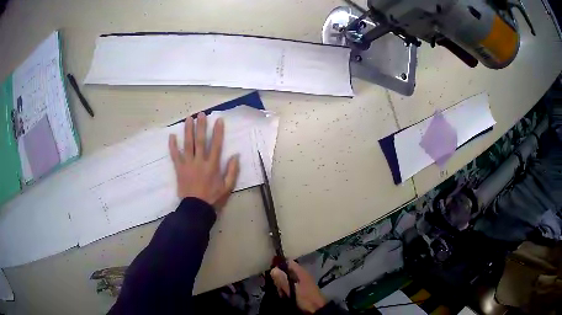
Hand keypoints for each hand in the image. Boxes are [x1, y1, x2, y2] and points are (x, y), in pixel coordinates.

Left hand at [168, 112, 239, 211]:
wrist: (196, 209)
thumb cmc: (213, 198)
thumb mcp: (228, 187)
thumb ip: (232, 171)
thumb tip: (235, 156)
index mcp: (212, 166)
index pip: (216, 145)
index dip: (218, 132)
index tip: (218, 120)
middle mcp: (199, 162)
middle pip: (200, 141)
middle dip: (201, 126)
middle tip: (201, 114)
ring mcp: (188, 164)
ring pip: (187, 145)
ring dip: (187, 131)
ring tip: (188, 118)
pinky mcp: (179, 169)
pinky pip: (174, 156)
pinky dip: (172, 146)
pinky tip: (171, 136)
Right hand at [271, 261, 326, 313]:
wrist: (316, 310)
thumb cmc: (305, 299)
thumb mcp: (292, 290)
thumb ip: (283, 280)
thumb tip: (273, 269)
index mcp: (300, 272)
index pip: (288, 262)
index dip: (278, 263)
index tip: (269, 269)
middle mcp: (301, 274)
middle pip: (286, 270)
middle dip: (278, 276)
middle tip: (273, 283)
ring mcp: (301, 281)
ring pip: (286, 278)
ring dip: (281, 283)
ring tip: (278, 291)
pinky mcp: (300, 289)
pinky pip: (289, 285)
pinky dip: (285, 288)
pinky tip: (283, 294)